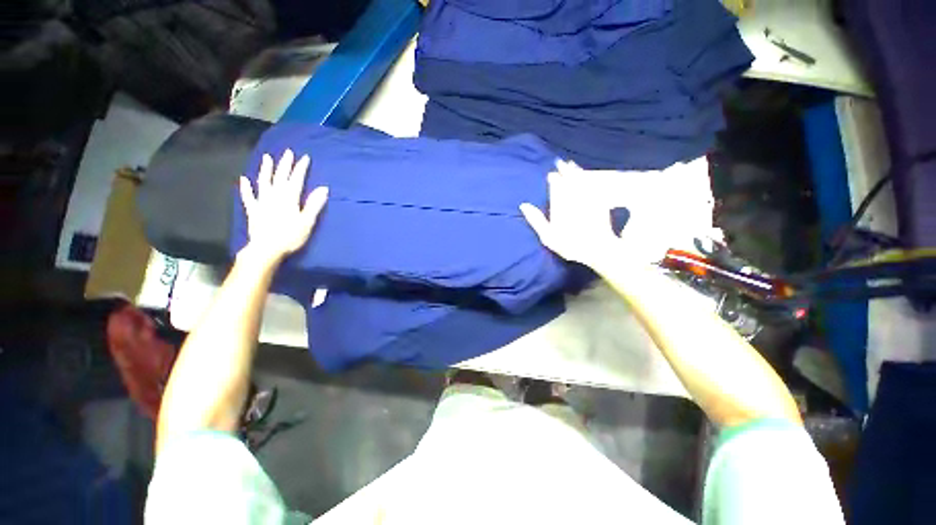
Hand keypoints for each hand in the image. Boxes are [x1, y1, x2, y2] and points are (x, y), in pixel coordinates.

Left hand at [239, 149, 327, 261]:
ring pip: (264, 182)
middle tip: (288, 152)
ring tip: (267, 158)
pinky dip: (246, 188)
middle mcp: (275, 196)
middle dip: (285, 165)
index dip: (300, 168)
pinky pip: (249, 196)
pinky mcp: (253, 210)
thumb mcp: (307, 221)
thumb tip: (323, 188)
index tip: (305, 157)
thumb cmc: (290, 236)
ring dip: (266, 170)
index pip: (296, 180)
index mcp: (289, 198)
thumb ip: (314, 204)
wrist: (266, 249)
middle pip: (280, 177)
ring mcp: (262, 202)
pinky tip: (243, 179)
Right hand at [520, 160, 626, 270]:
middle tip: (560, 162)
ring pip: (581, 180)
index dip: (554, 179)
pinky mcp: (599, 201)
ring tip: (571, 164)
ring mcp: (587, 198)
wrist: (597, 249)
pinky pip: (593, 185)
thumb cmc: (569, 244)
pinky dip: (589, 178)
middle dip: (564, 170)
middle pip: (569, 180)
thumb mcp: (548, 236)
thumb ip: (536, 220)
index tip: (551, 173)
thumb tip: (523, 205)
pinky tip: (587, 175)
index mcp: (560, 204)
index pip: (556, 186)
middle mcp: (574, 197)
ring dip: (576, 171)